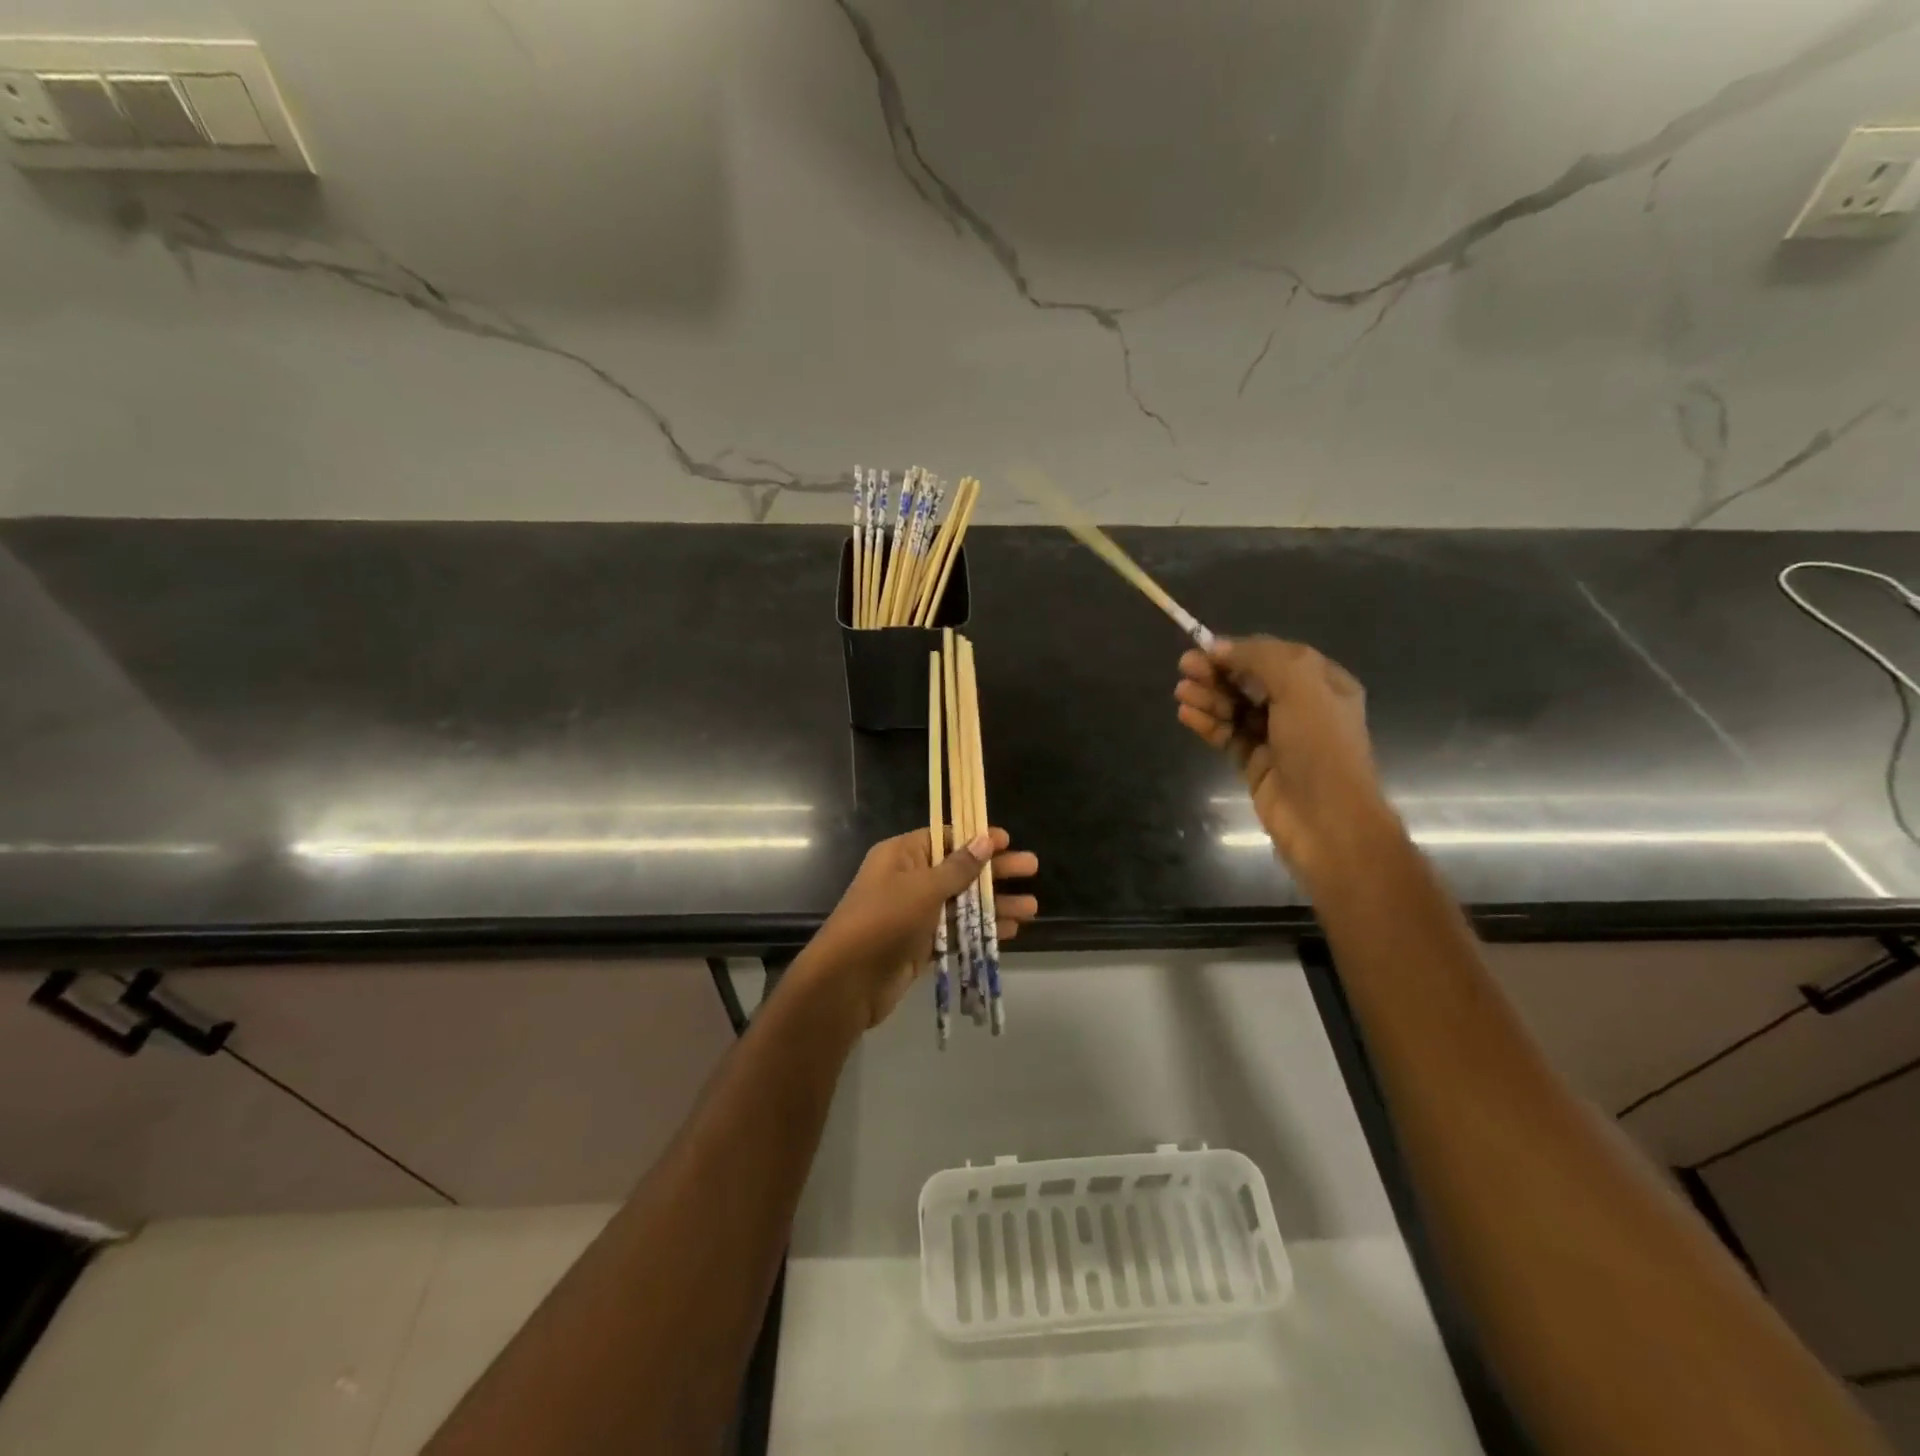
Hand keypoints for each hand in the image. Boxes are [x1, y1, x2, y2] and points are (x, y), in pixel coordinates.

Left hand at [802, 828, 1038, 1027]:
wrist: (847, 982)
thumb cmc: (883, 921)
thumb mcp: (923, 888)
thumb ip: (958, 867)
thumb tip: (985, 840)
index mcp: (902, 855)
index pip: (945, 837)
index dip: (976, 838)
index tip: (1008, 840)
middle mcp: (909, 879)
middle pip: (959, 869)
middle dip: (995, 870)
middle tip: (1033, 867)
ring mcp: (915, 914)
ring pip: (962, 903)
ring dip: (994, 904)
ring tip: (1032, 908)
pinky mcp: (921, 945)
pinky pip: (956, 931)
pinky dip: (980, 930)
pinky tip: (1011, 932)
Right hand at [1174, 635, 1391, 877]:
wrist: (1326, 820)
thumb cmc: (1320, 747)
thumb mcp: (1300, 687)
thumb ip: (1260, 659)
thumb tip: (1219, 647)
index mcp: (1323, 684)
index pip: (1275, 656)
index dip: (1239, 650)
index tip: (1205, 649)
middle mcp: (1302, 707)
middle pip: (1251, 680)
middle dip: (1219, 672)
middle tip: (1184, 667)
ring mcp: (1277, 737)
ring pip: (1236, 708)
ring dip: (1209, 696)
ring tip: (1181, 692)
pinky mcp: (1255, 763)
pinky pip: (1227, 735)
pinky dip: (1207, 723)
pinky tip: (1186, 714)